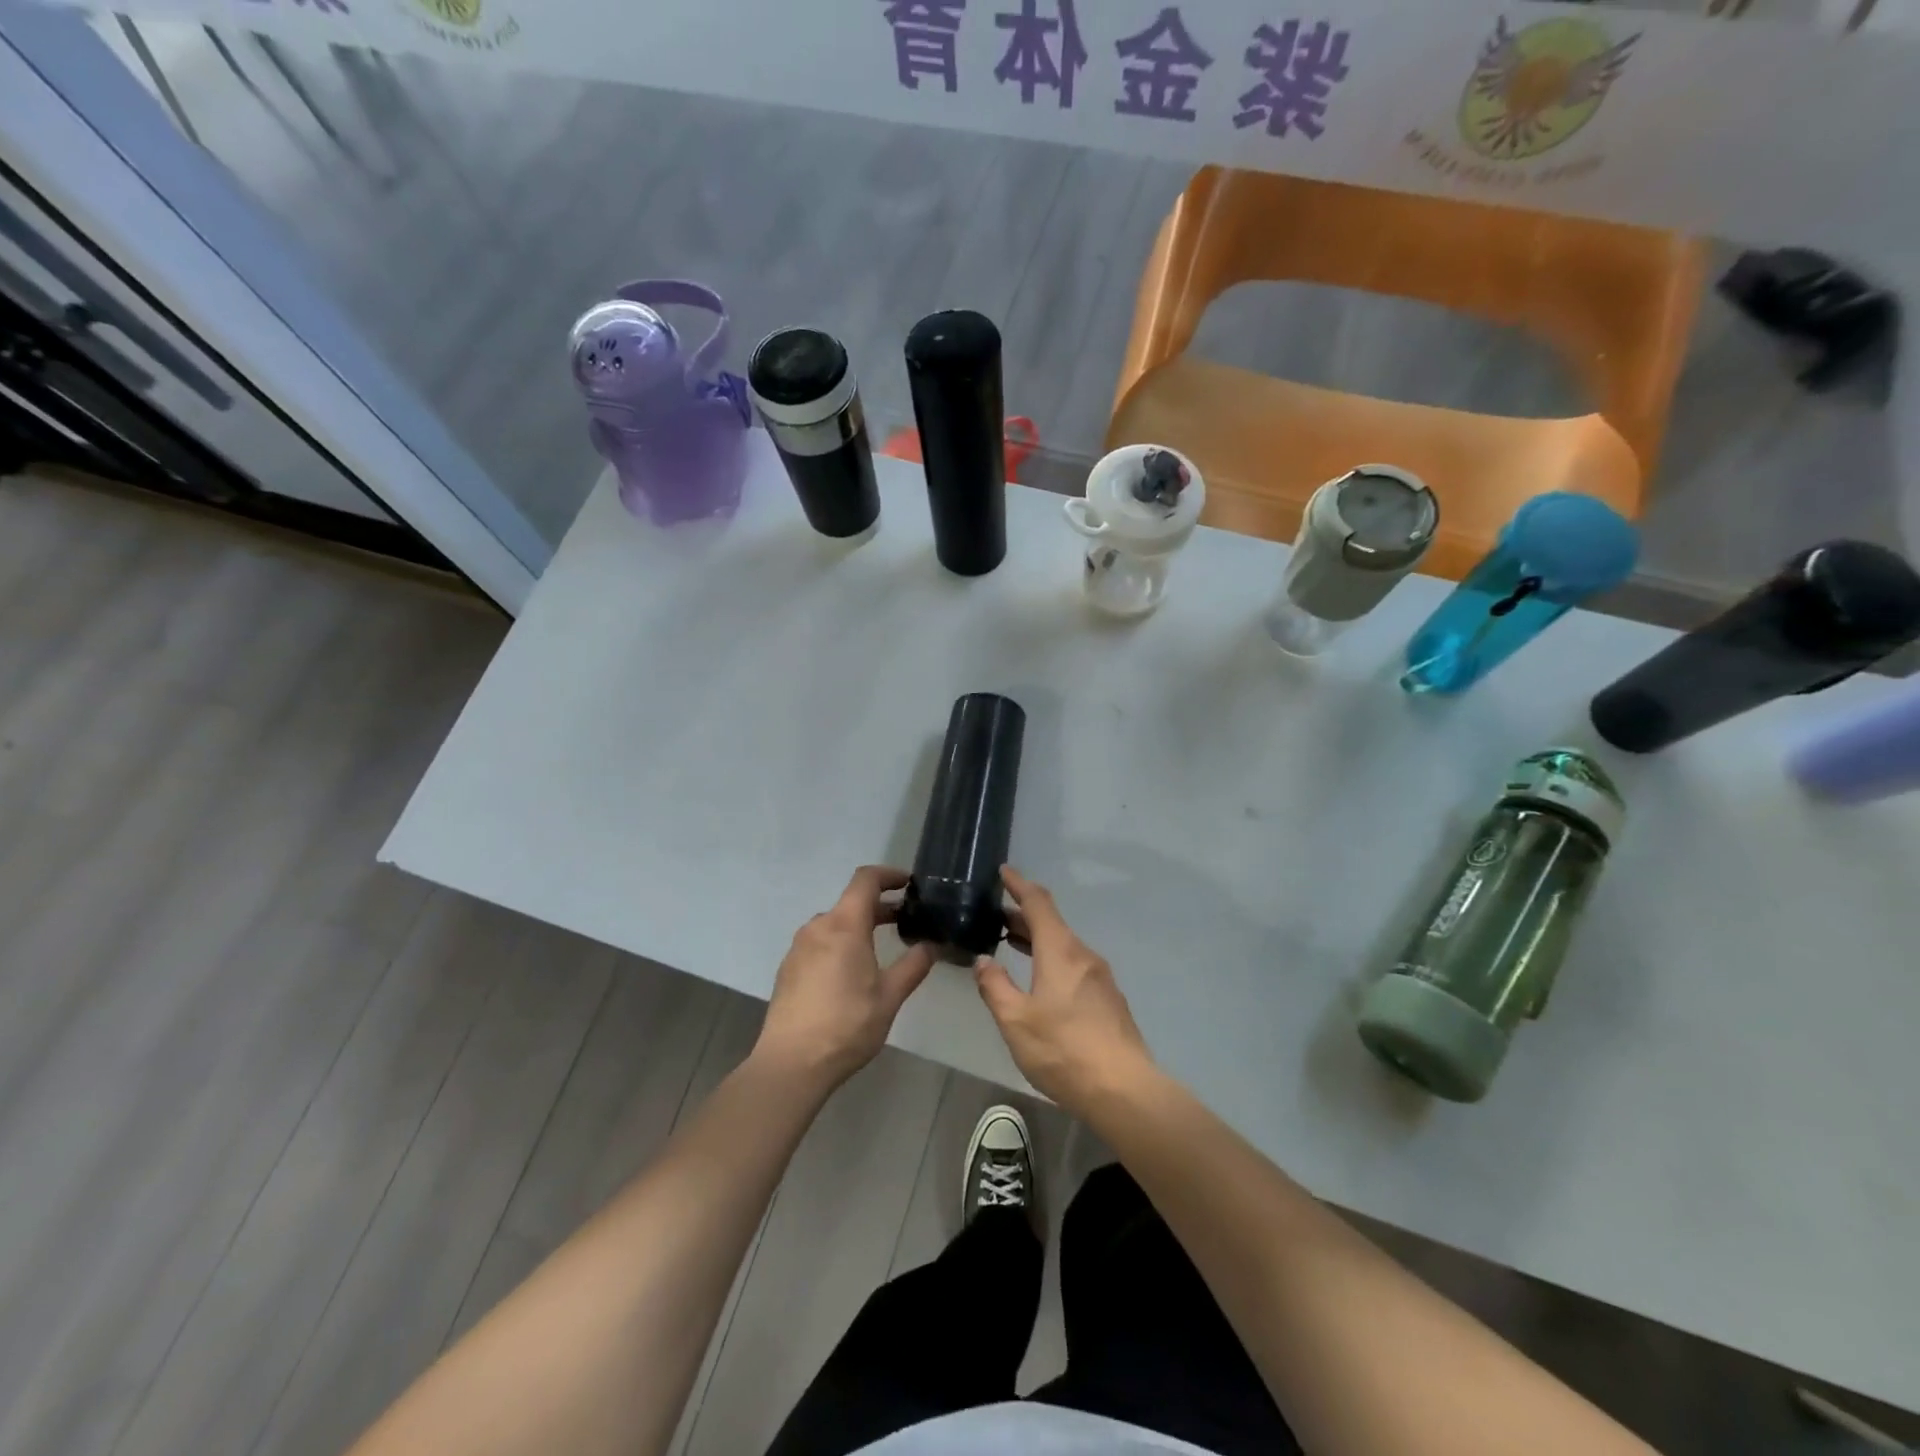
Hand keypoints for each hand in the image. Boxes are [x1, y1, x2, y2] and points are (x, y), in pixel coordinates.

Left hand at [756, 866, 936, 1090]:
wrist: (791, 1064)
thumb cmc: (847, 1025)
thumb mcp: (890, 996)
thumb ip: (914, 965)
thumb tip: (932, 945)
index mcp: (844, 925)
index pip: (866, 879)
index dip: (889, 875)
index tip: (910, 884)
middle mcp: (818, 927)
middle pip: (851, 902)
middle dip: (879, 907)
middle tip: (906, 921)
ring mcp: (799, 947)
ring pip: (834, 923)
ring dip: (859, 926)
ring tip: (880, 949)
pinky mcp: (789, 968)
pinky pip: (819, 943)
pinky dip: (840, 944)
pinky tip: (851, 973)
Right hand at [974, 866, 1154, 1113]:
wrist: (1123, 1089)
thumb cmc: (1063, 1049)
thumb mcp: (1015, 1020)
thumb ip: (995, 986)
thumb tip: (983, 960)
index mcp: (1061, 951)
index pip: (1038, 903)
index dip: (1019, 885)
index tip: (1003, 871)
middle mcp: (1083, 955)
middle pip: (1051, 923)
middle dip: (1022, 915)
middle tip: (994, 916)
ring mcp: (1099, 977)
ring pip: (1063, 945)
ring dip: (1036, 939)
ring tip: (1010, 942)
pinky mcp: (1107, 999)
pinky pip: (1073, 965)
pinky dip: (1050, 959)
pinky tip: (1039, 978)